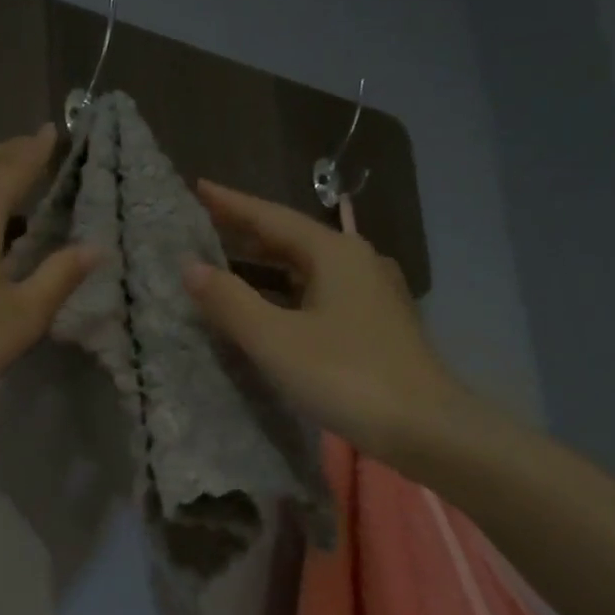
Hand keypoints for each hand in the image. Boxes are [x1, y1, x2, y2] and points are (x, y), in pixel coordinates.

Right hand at [182, 180, 471, 465]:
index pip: (272, 218)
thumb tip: (190, 266)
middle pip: (293, 239)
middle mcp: (357, 261)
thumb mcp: (276, 340)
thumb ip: (230, 301)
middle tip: (205, 226)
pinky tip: (272, 307)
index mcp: (335, 253)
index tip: (198, 187)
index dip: (231, 204)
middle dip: (248, 233)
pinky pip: (320, 293)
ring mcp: (371, 293)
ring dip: (267, 265)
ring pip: (308, 268)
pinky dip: (288, 292)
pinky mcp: (376, 323)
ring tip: (229, 263)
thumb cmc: (345, 376)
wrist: (424, 427)